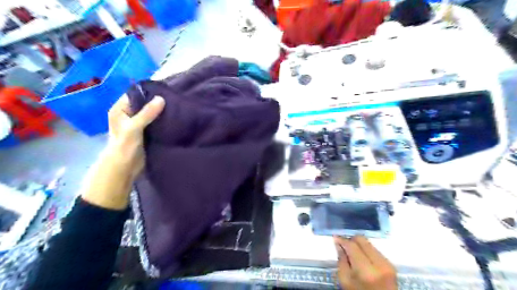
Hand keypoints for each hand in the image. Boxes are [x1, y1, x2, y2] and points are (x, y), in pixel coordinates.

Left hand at [80, 95, 163, 209]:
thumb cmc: (124, 146)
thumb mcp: (134, 128)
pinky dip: (163, 121)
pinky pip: (156, 123)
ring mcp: (138, 124)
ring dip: (161, 112)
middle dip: (157, 102)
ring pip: (151, 114)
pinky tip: (174, 119)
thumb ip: (147, 113)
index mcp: (120, 110)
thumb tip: (162, 98)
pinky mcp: (147, 133)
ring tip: (177, 107)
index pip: (134, 95)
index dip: (148, 92)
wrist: (125, 168)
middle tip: (174, 99)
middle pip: (144, 104)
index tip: (165, 89)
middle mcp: (128, 115)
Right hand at [333, 236, 396, 289]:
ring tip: (352, 253)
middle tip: (343, 245)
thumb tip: (338, 244)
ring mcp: (387, 263)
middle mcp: (379, 264)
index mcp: (366, 270)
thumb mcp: (345, 281)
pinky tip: (362, 258)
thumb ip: (341, 261)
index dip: (342, 240)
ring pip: (369, 243)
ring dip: (359, 245)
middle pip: (362, 240)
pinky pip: (375, 250)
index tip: (335, 238)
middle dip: (351, 240)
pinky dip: (366, 251)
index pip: (352, 245)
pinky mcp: (391, 264)